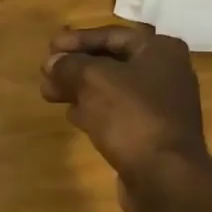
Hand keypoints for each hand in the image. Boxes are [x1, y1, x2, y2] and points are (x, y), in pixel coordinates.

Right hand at [40, 25, 211, 211]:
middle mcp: (165, 73)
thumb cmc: (131, 116)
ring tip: (49, 94)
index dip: (77, 40)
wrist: (163, 176)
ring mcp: (160, 105)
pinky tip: (71, 115)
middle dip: (75, 67)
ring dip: (79, 89)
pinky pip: (117, 113)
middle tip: (45, 73)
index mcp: (159, 51)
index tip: (50, 47)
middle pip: (111, 61)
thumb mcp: (93, 80)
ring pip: (111, 89)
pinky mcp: (150, 132)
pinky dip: (93, 110)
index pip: (112, 35)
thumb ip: (69, 65)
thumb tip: (53, 63)